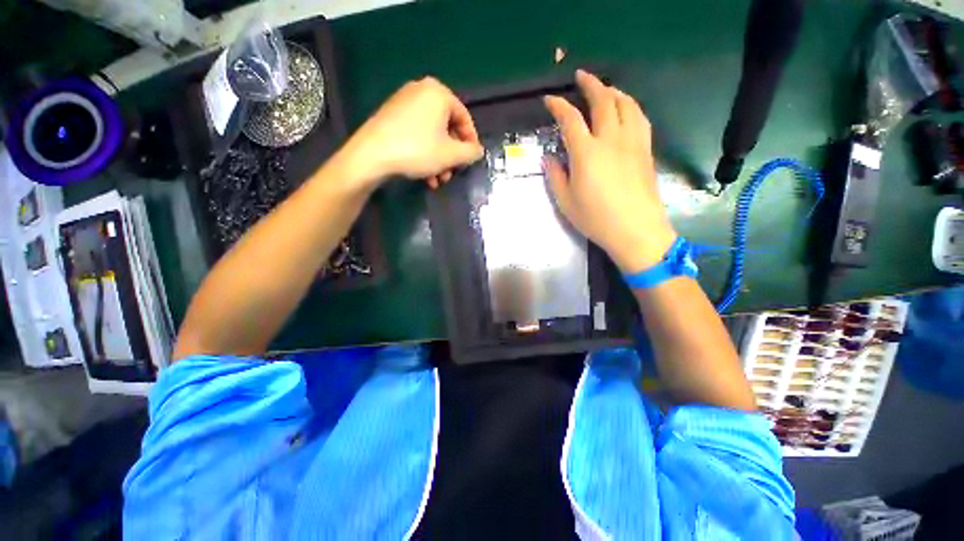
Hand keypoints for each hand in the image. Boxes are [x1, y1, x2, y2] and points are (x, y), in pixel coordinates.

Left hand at [336, 76, 483, 190]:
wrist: (371, 156)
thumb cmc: (417, 150)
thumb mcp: (451, 155)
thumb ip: (471, 152)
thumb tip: (478, 151)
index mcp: (438, 93)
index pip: (464, 119)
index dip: (471, 142)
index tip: (471, 161)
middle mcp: (421, 91)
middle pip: (447, 128)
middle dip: (451, 156)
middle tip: (451, 174)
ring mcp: (404, 103)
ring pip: (432, 135)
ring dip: (439, 160)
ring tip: (437, 180)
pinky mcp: (392, 116)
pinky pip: (417, 134)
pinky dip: (424, 154)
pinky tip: (424, 175)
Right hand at [543, 70, 676, 273]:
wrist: (636, 231)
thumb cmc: (596, 219)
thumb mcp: (566, 201)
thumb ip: (555, 176)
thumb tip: (548, 158)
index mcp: (586, 153)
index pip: (570, 119)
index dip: (558, 105)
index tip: (549, 99)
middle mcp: (611, 139)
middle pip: (603, 100)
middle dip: (590, 84)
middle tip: (580, 76)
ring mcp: (632, 142)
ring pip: (626, 104)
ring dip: (613, 90)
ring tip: (604, 88)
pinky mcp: (646, 150)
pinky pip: (639, 118)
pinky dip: (630, 106)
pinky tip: (626, 109)